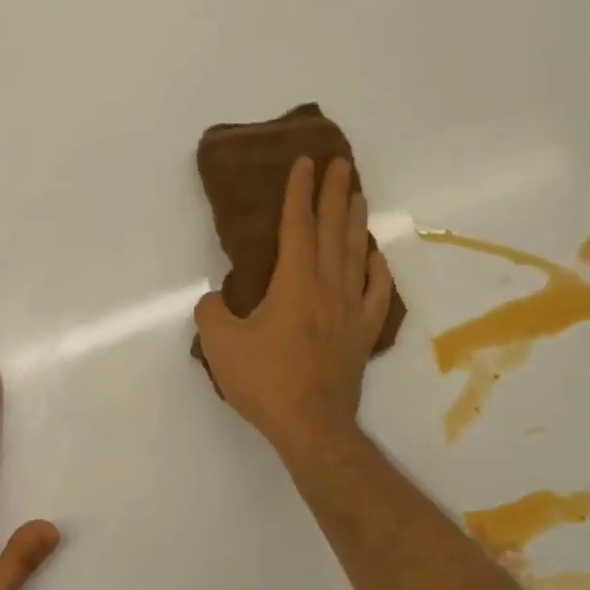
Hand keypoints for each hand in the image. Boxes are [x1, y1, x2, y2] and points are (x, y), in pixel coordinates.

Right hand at [195, 157, 396, 462]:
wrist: (311, 426)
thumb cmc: (265, 381)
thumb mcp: (219, 344)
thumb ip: (211, 311)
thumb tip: (215, 299)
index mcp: (294, 284)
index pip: (297, 226)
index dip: (299, 193)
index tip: (305, 163)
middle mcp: (328, 288)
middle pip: (333, 231)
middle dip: (334, 193)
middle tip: (339, 163)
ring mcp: (351, 310)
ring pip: (357, 254)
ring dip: (356, 220)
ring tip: (357, 193)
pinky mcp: (362, 333)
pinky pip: (377, 291)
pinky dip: (378, 268)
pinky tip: (375, 255)